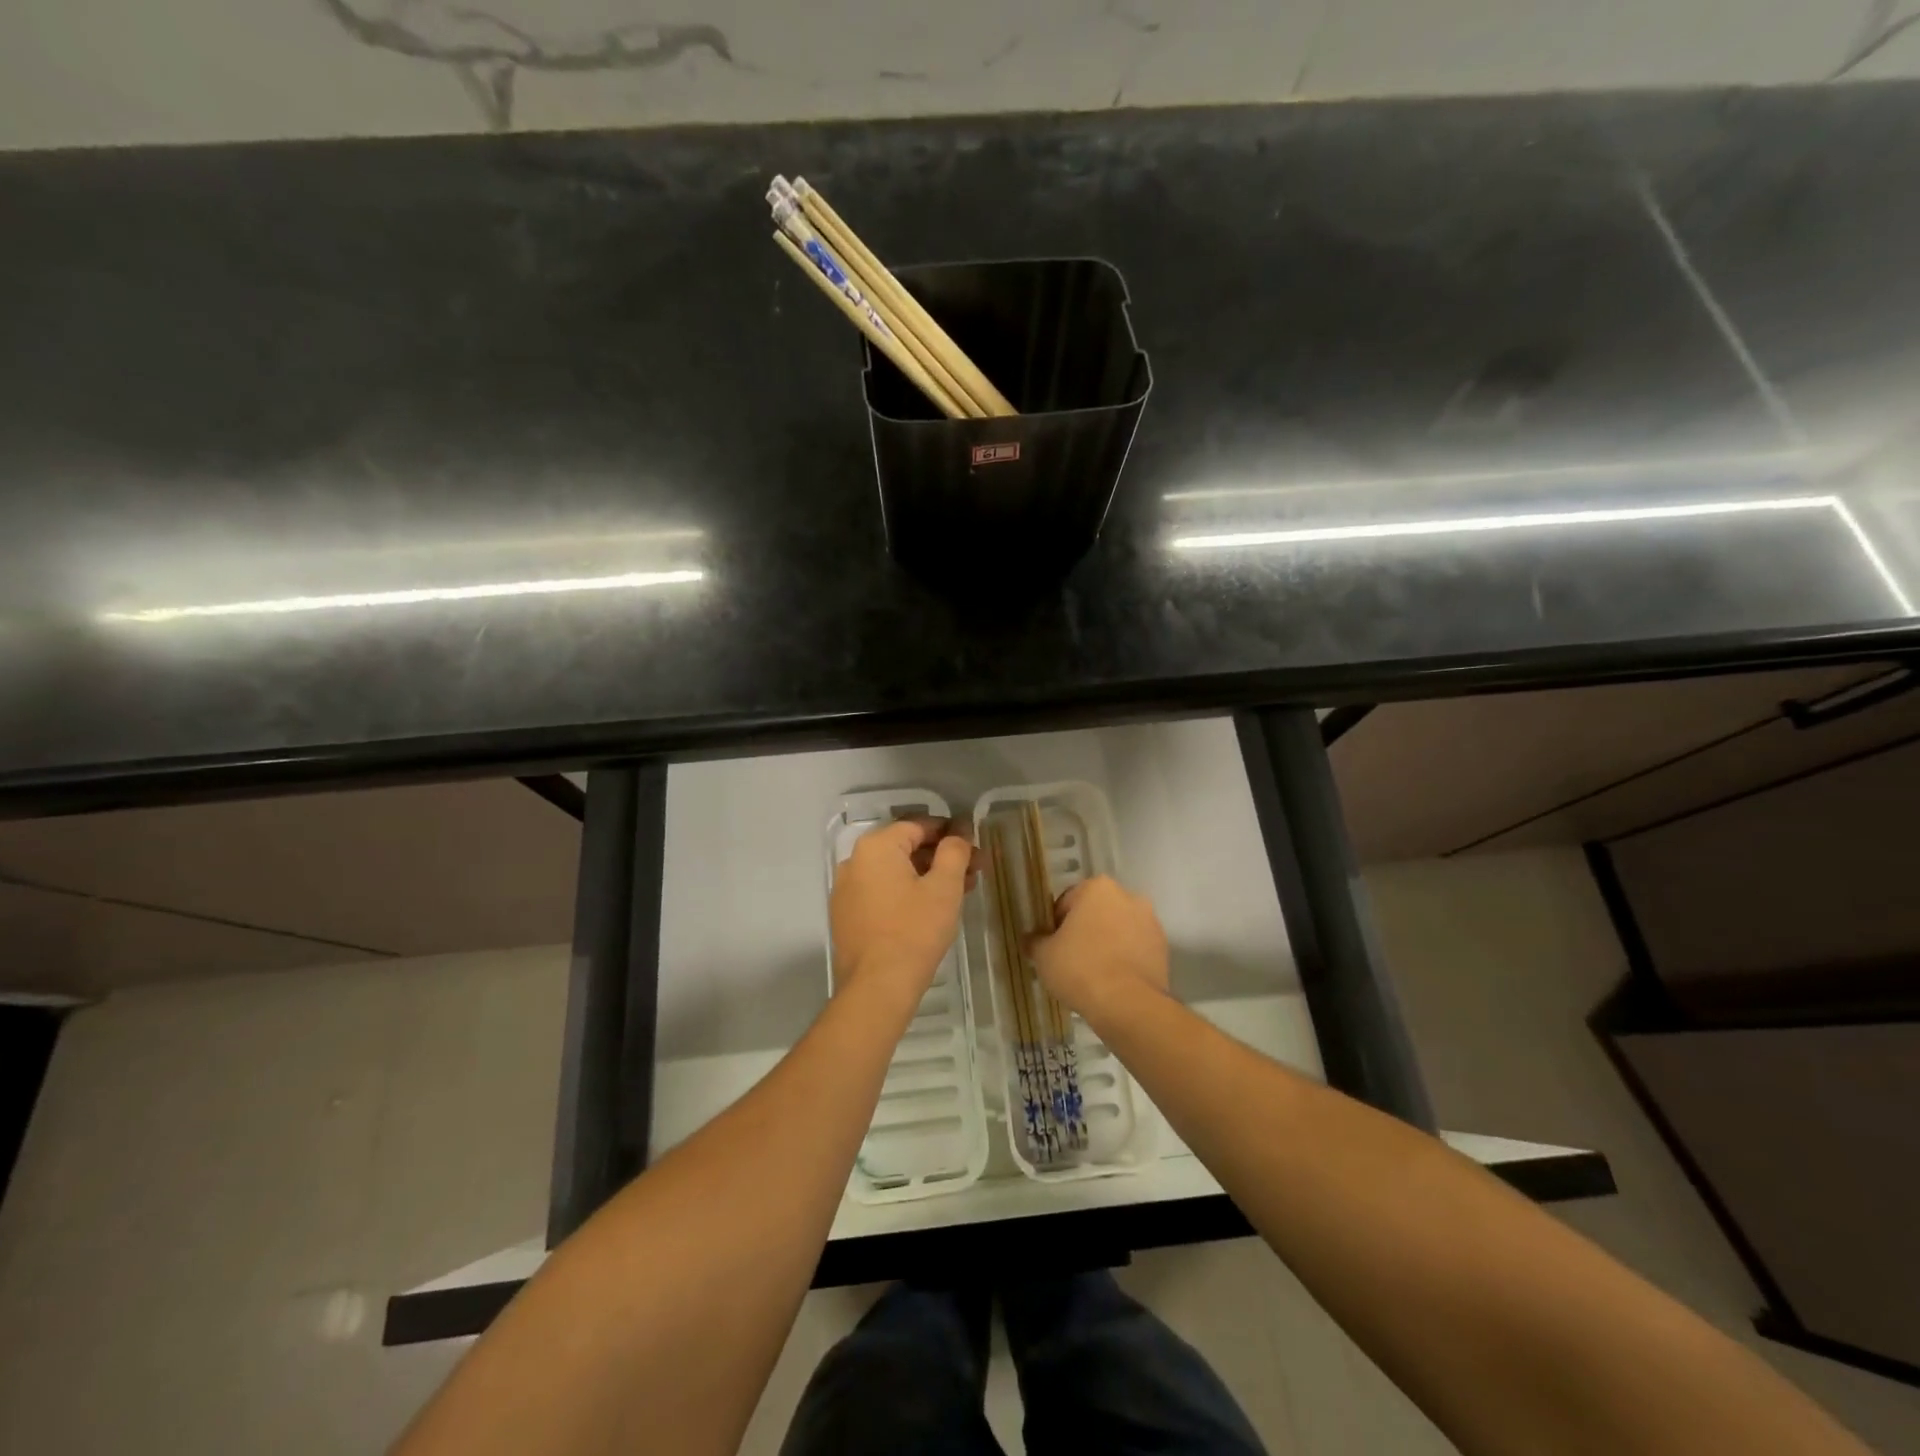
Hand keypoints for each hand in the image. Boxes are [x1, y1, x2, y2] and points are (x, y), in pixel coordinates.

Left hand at [830, 818, 975, 1003]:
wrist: (877, 987)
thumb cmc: (915, 930)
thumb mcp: (944, 887)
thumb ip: (954, 851)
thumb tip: (958, 833)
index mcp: (876, 847)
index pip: (918, 825)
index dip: (950, 831)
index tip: (974, 843)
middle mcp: (854, 861)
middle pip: (905, 848)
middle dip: (941, 856)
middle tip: (974, 870)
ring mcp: (846, 890)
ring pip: (894, 872)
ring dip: (927, 875)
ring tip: (960, 891)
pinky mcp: (846, 915)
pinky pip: (881, 892)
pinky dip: (906, 892)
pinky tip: (931, 908)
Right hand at [1031, 876, 1168, 1024]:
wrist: (1127, 1004)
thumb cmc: (1080, 968)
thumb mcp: (1044, 955)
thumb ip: (1035, 941)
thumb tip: (1030, 939)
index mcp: (1097, 888)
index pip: (1067, 902)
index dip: (1055, 925)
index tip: (1052, 946)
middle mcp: (1128, 896)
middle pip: (1096, 913)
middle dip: (1085, 931)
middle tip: (1070, 959)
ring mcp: (1150, 922)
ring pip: (1118, 930)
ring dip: (1107, 944)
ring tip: (1092, 974)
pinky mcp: (1164, 949)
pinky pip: (1136, 949)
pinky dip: (1125, 959)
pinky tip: (1112, 982)